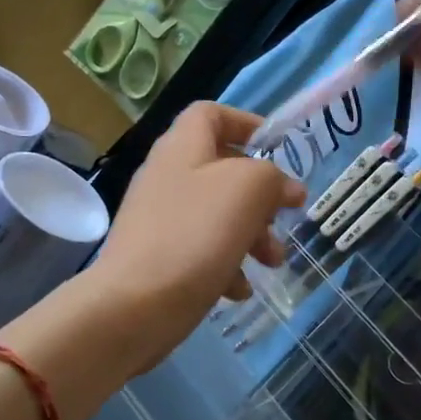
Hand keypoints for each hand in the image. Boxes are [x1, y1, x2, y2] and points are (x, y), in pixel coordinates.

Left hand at [88, 102, 303, 372]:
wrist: (134, 306)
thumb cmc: (195, 235)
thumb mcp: (248, 190)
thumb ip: (273, 178)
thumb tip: (286, 188)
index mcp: (182, 148)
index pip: (210, 114)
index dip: (245, 122)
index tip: (276, 148)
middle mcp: (167, 177)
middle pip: (221, 170)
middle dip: (260, 196)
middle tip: (283, 219)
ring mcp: (159, 220)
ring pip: (217, 215)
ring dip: (251, 236)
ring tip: (272, 263)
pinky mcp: (157, 259)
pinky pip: (200, 251)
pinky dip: (225, 266)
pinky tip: (238, 290)